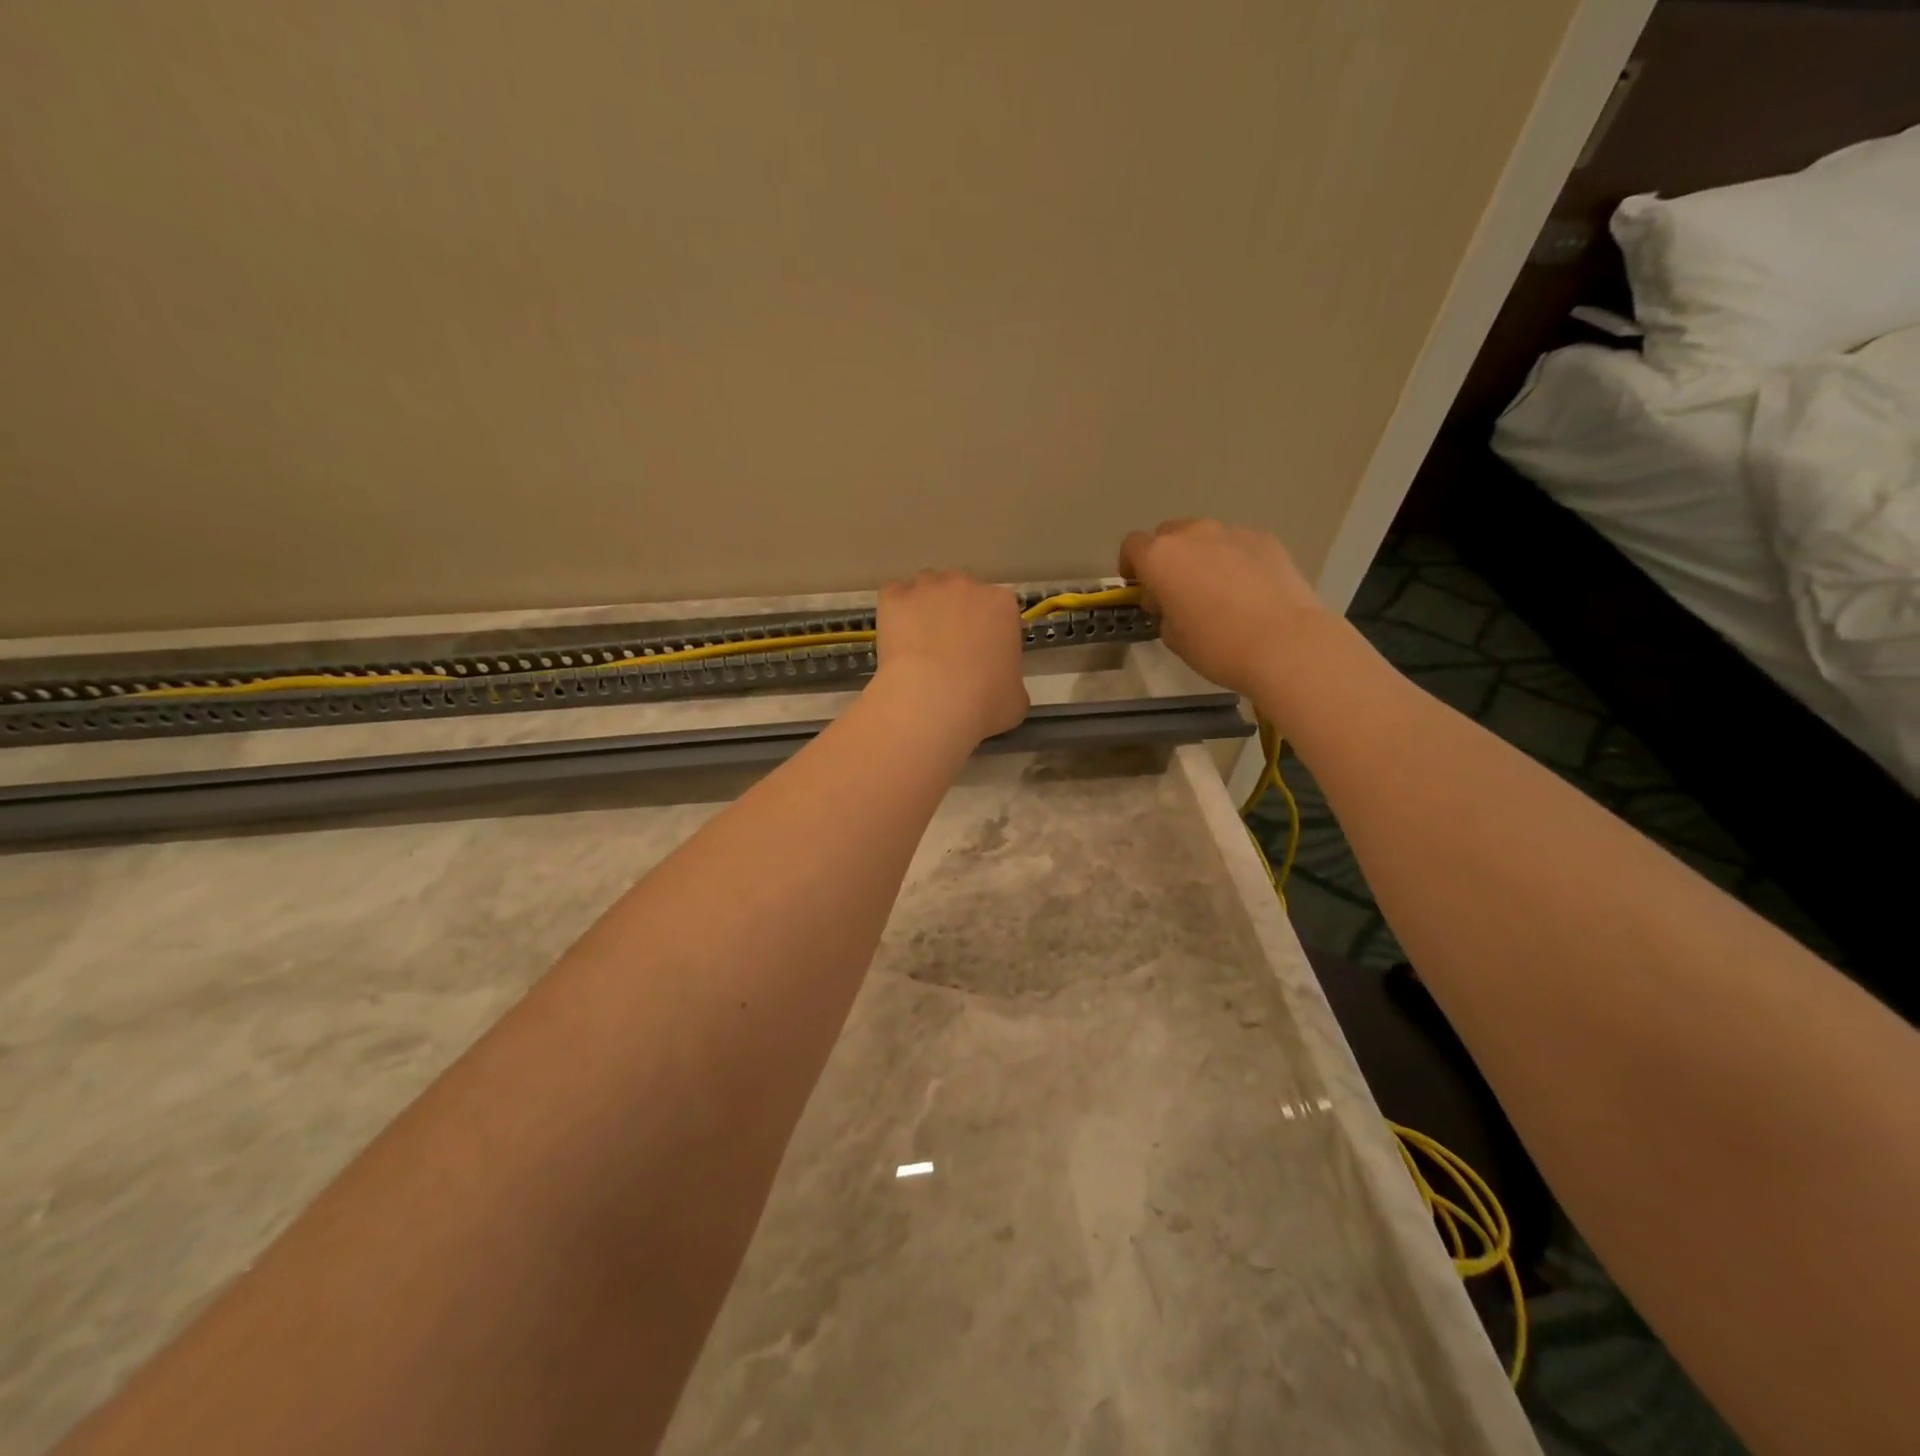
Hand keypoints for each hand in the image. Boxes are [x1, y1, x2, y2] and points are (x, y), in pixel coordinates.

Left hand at [872, 570, 1028, 746]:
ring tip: (918, 644)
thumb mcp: (1015, 698)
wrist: (930, 703)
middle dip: (956, 614)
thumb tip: (998, 682)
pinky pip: (894, 596)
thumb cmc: (983, 703)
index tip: (980, 654)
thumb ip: (1010, 678)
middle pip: (962, 592)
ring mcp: (928, 587)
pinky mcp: (894, 596)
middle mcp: (967, 585)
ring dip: (925, 609)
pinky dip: (895, 613)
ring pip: (927, 590)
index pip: (997, 610)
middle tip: (948, 650)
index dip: (988, 632)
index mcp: (1002, 605)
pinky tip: (896, 641)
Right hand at [1120, 519, 1328, 697]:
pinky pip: (1238, 545)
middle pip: (1169, 534)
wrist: (1284, 643)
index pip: (1132, 546)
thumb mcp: (1173, 637)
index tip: (1140, 588)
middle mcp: (1193, 534)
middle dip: (1167, 557)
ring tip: (1217, 590)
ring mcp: (1233, 532)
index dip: (1131, 566)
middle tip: (1177, 589)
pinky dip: (1234, 560)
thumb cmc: (1217, 645)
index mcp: (1161, 556)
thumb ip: (1163, 610)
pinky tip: (1248, 590)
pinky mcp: (1266, 539)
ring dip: (1201, 556)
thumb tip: (1171, 600)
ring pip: (1205, 537)